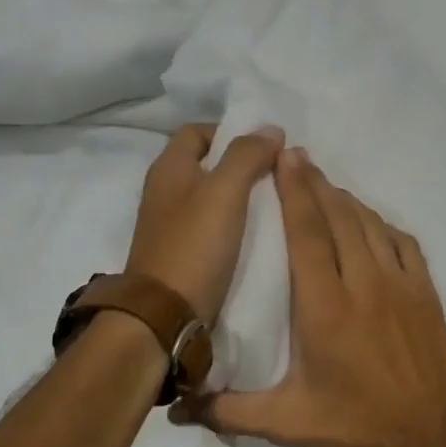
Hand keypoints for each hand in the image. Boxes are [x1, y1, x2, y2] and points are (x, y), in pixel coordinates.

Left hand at [126, 124, 284, 322]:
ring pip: (213, 200)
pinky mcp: (183, 257)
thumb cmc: (193, 247)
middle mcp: (165, 193)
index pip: (198, 132)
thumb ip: (247, 156)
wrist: (165, 316)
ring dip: (242, 199)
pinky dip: (236, 227)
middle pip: (207, 166)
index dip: (232, 131)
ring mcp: (172, 228)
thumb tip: (271, 130)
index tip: (267, 146)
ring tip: (279, 204)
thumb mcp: (224, 192)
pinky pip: (213, 230)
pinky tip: (261, 236)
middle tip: (280, 176)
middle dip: (243, 166)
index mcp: (168, 169)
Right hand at [173, 148, 445, 446]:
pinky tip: (367, 221)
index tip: (284, 157)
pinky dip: (380, 223)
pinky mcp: (425, 292)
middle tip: (295, 158)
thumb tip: (175, 411)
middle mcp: (364, 284)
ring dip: (345, 199)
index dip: (294, 192)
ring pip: (369, 224)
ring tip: (323, 184)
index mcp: (325, 308)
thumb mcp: (286, 424)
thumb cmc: (355, 426)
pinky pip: (401, 241)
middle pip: (338, 217)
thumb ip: (228, 412)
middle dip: (315, 184)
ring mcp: (401, 284)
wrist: (431, 438)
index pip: (307, 234)